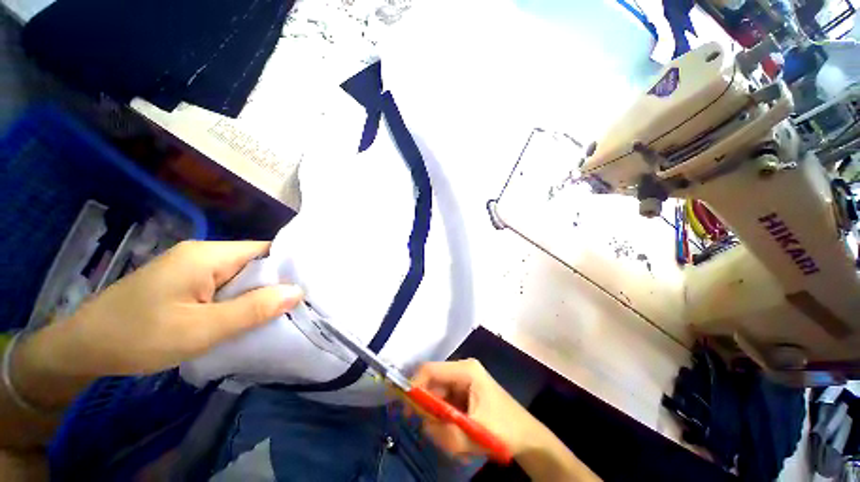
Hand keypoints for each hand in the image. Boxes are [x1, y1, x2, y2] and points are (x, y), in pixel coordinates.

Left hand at [20, 241, 302, 380]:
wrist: (82, 348)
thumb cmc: (138, 337)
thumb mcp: (200, 329)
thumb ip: (252, 309)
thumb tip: (298, 291)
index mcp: (208, 255)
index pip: (265, 250)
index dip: (289, 266)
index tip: (310, 285)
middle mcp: (203, 254)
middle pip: (255, 263)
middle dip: (275, 283)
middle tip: (299, 304)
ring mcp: (192, 268)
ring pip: (241, 276)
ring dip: (258, 294)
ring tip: (280, 312)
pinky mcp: (185, 283)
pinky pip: (225, 286)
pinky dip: (240, 300)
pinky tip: (247, 316)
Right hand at [410, 359, 542, 458]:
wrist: (528, 438)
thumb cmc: (506, 429)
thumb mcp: (476, 434)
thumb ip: (447, 432)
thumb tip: (423, 425)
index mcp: (466, 370)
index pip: (431, 369)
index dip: (415, 385)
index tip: (406, 410)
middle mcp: (462, 371)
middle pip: (432, 384)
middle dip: (429, 410)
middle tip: (433, 433)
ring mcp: (463, 382)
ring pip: (437, 398)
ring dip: (440, 420)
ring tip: (456, 440)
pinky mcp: (464, 394)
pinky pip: (445, 406)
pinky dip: (446, 423)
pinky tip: (460, 436)